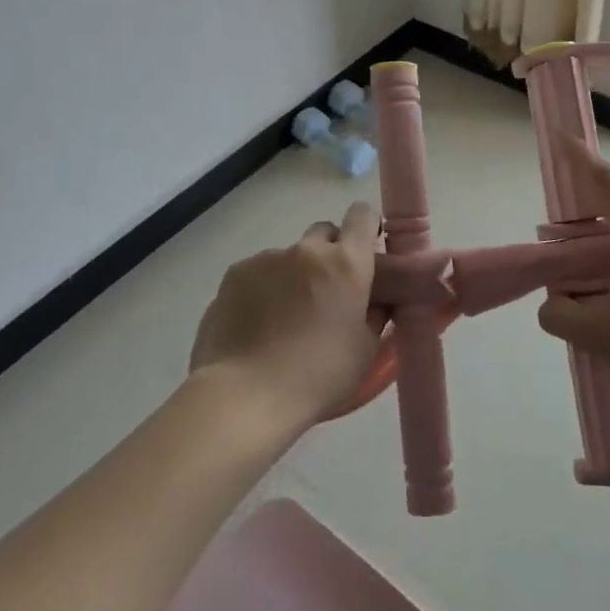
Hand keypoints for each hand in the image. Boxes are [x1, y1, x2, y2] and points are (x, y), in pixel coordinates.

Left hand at [189, 202, 386, 430]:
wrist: (246, 394)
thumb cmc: (318, 376)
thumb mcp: (365, 350)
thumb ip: (374, 313)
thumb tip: (374, 299)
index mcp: (346, 264)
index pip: (362, 216)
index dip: (365, 228)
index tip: (364, 251)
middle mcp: (307, 250)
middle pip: (324, 233)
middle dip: (329, 253)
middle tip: (326, 292)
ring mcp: (266, 259)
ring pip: (289, 257)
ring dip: (293, 276)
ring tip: (283, 319)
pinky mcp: (235, 274)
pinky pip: (258, 273)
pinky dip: (262, 289)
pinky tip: (256, 324)